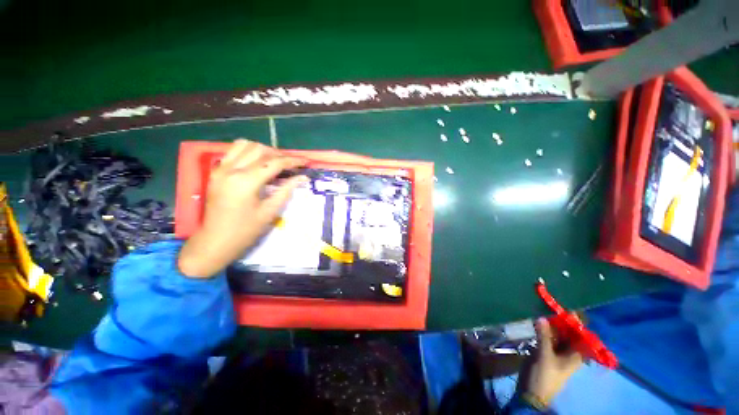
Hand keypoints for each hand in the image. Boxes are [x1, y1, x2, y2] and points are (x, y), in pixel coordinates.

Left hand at [178, 139, 307, 277]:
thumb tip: (303, 177)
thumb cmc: (245, 230)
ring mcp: (220, 168)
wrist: (215, 241)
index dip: (293, 161)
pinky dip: (249, 151)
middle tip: (292, 165)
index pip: (274, 163)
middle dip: (280, 154)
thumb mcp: (270, 211)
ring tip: (275, 161)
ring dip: (264, 150)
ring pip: (246, 145)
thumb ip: (286, 190)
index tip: (305, 162)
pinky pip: (233, 151)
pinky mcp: (216, 171)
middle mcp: (232, 169)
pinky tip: (258, 162)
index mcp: (246, 181)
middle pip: (261, 150)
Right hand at [522, 317, 582, 405]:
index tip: (567, 309)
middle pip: (569, 334)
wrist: (531, 393)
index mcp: (575, 355)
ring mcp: (557, 352)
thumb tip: (542, 317)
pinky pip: (547, 338)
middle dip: (562, 321)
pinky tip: (536, 323)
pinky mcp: (546, 352)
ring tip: (542, 311)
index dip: (577, 324)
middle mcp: (569, 352)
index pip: (581, 336)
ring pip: (557, 335)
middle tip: (550, 307)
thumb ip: (544, 336)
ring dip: (551, 325)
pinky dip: (544, 330)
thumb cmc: (544, 376)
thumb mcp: (544, 355)